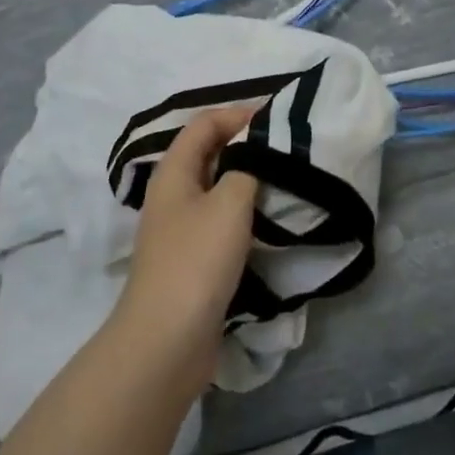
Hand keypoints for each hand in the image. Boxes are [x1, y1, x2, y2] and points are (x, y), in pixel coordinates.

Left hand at [112, 107, 259, 394]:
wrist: (167, 340)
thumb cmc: (197, 260)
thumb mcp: (229, 203)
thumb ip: (247, 168)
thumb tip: (258, 151)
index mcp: (174, 171)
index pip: (205, 123)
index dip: (238, 114)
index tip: (278, 119)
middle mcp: (173, 193)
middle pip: (210, 153)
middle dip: (246, 145)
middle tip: (287, 147)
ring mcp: (180, 228)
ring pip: (217, 188)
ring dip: (248, 181)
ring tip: (286, 179)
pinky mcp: (192, 258)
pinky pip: (221, 221)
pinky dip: (244, 213)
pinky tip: (270, 220)